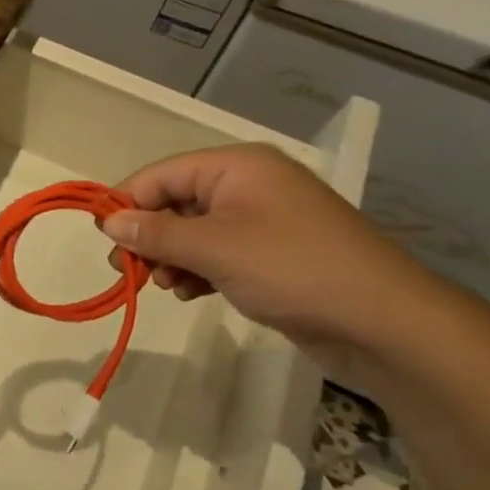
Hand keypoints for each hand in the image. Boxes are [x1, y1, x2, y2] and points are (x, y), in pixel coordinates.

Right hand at [100, 144, 431, 350]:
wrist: (384, 323)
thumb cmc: (292, 268)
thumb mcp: (214, 248)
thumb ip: (155, 233)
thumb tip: (108, 222)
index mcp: (236, 166)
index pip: (161, 174)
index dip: (127, 203)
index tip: (104, 240)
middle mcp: (247, 185)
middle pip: (175, 201)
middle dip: (149, 236)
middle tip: (127, 270)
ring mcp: (261, 220)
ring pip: (193, 231)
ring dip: (170, 258)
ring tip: (164, 286)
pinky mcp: (271, 254)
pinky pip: (216, 252)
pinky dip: (196, 270)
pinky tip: (188, 292)